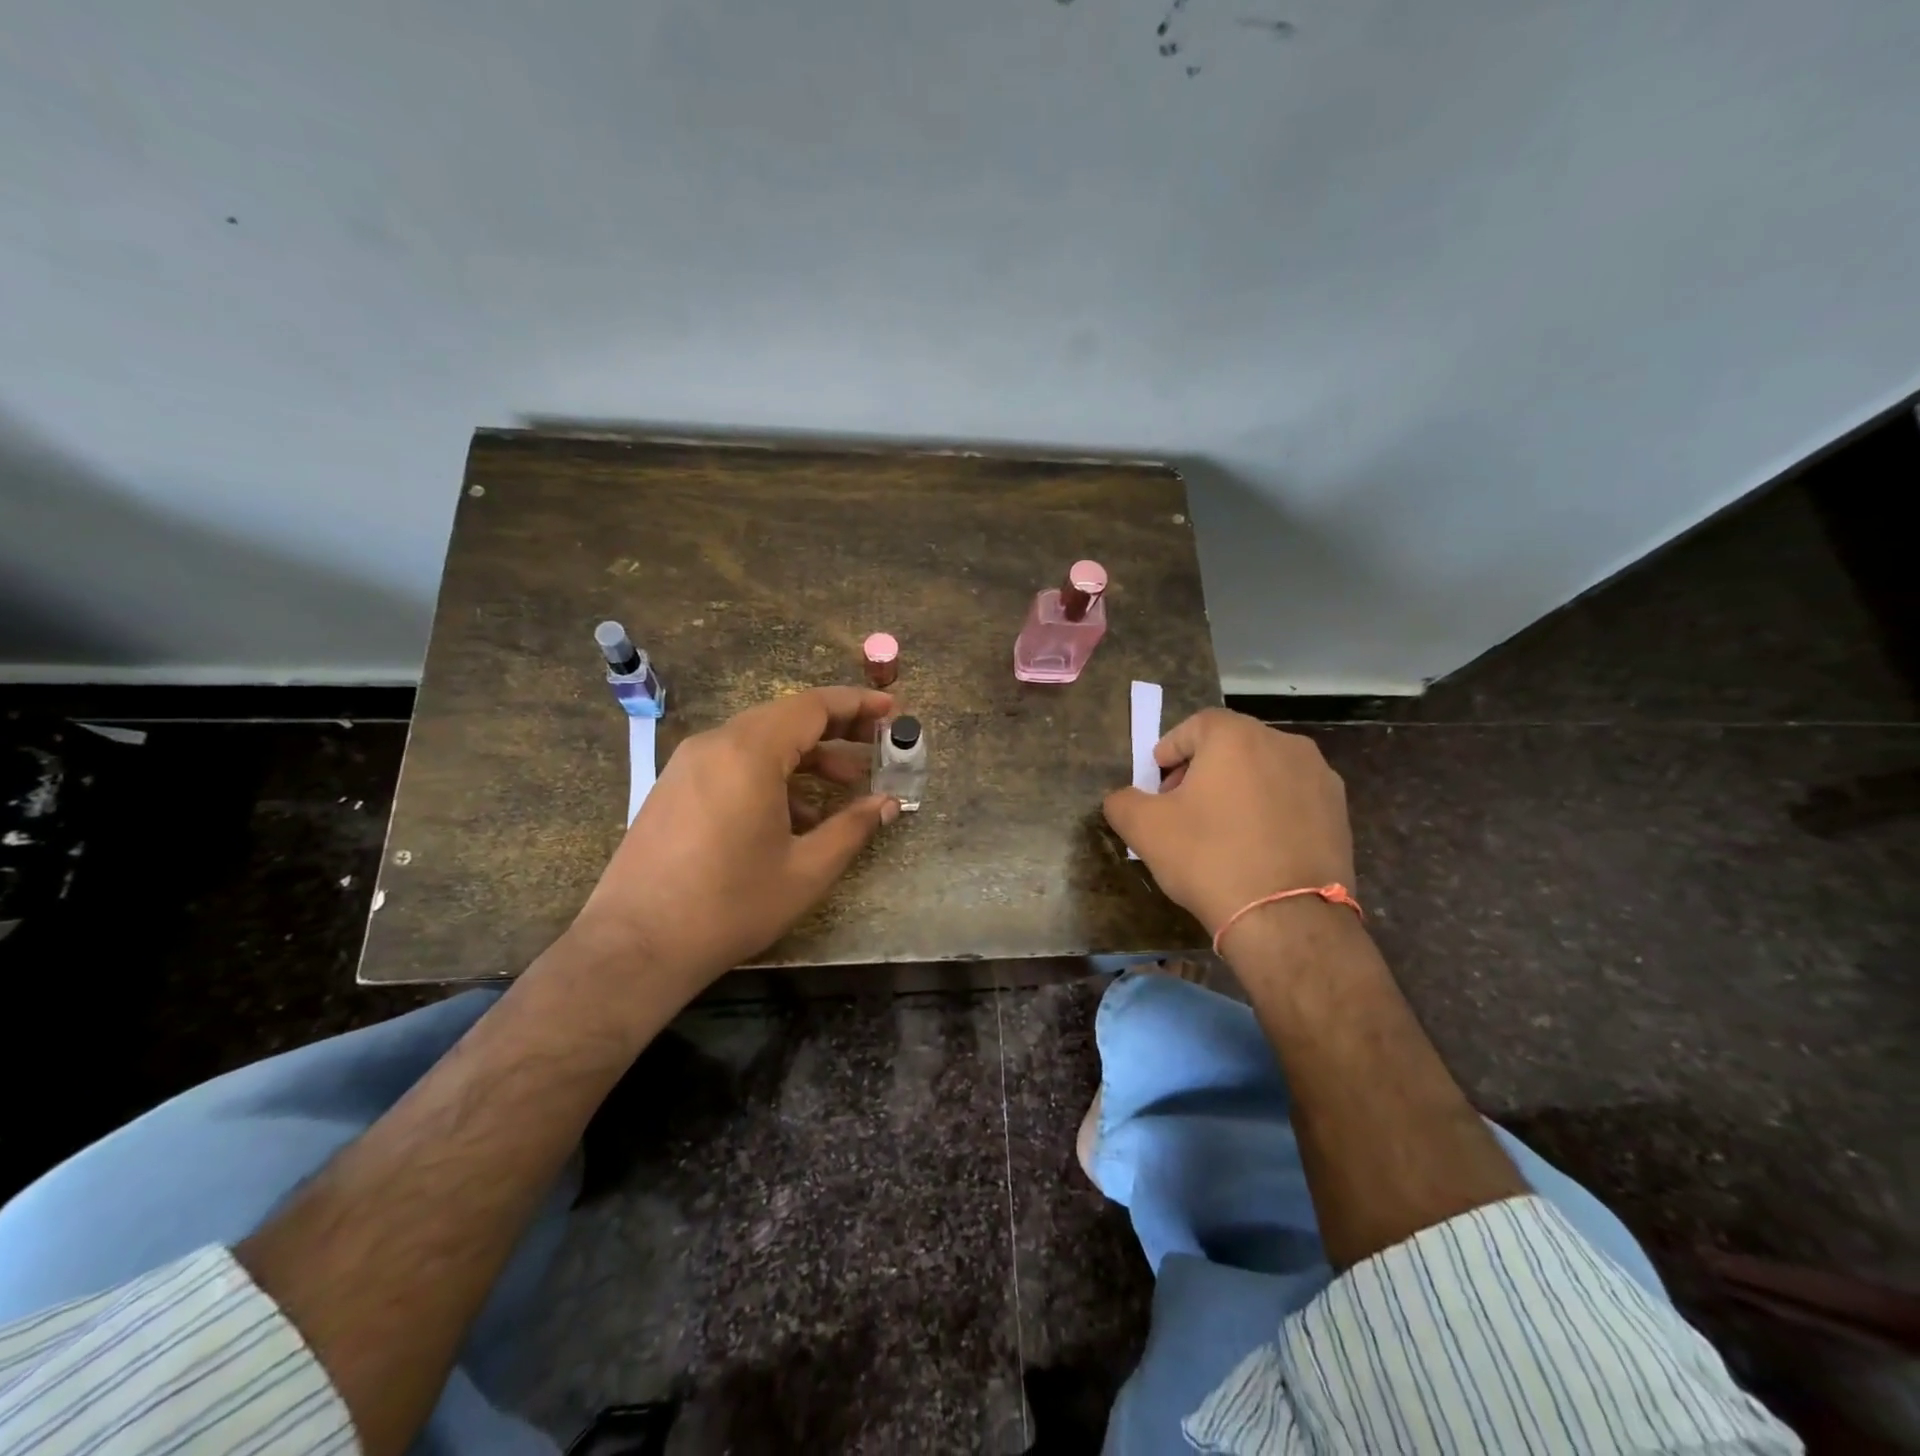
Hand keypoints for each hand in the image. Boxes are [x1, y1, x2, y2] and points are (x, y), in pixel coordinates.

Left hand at [569, 687, 899, 991]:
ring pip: (759, 741)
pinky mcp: (674, 787)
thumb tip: (889, 802)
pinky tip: (794, 813)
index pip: (813, 706)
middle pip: (785, 718)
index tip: (892, 710)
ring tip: (845, 784)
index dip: (857, 704)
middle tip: (877, 747)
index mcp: (748, 752)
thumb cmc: (730, 906)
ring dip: (805, 755)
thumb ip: (853, 827)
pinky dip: (771, 773)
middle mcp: (715, 744)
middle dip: (836, 730)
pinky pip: (733, 762)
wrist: (635, 946)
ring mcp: (688, 764)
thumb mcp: (806, 870)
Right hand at [1102, 708, 1353, 935]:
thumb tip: (1123, 798)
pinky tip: (1257, 847)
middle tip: (1183, 807)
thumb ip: (1123, 801)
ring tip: (1222, 829)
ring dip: (1239, 788)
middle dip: (1202, 769)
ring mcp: (1320, 777)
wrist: (1287, 919)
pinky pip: (1293, 798)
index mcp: (1237, 736)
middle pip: (1232, 745)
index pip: (1195, 725)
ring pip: (1265, 770)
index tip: (1157, 784)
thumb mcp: (1145, 829)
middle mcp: (1284, 743)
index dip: (1170, 750)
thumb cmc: (1209, 859)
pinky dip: (1270, 810)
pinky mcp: (1340, 812)